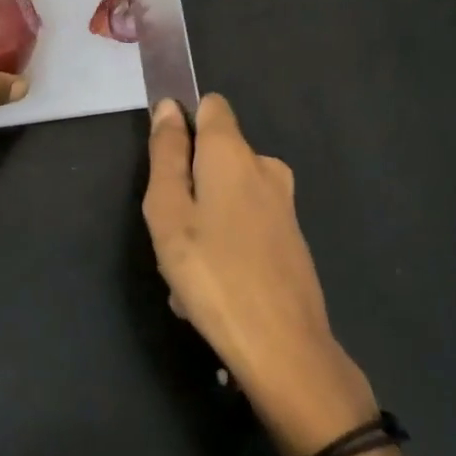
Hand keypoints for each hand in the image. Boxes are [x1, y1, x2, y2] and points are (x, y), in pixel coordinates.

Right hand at [142, 96, 398, 455]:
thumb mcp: (168, 212)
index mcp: (232, 152)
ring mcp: (283, 204)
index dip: (183, 123)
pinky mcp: (292, 239)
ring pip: (226, 196)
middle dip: (187, 185)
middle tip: (170, 235)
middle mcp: (264, 167)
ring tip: (187, 277)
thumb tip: (169, 108)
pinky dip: (225, 246)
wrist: (284, 350)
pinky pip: (245, 225)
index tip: (164, 161)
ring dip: (202, 223)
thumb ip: (166, 154)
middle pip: (214, 156)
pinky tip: (212, 292)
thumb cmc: (212, 273)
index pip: (210, 105)